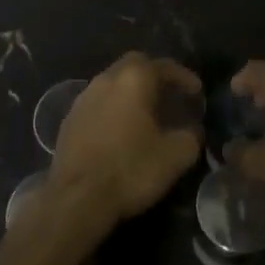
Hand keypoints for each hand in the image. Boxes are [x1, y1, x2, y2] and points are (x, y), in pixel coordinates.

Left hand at [49, 53, 202, 228]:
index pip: (162, 65)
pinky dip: (113, 108)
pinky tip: (120, 130)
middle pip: (132, 65)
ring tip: (146, 113)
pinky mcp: (69, 121)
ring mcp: (82, 99)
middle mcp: (105, 80)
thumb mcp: (176, 156)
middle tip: (170, 94)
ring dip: (130, 92)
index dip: (183, 76)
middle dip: (153, 75)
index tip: (196, 91)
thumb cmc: (130, 170)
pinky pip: (97, 104)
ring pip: (112, 83)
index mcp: (133, 80)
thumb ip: (191, 136)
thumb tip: (192, 130)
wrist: (77, 198)